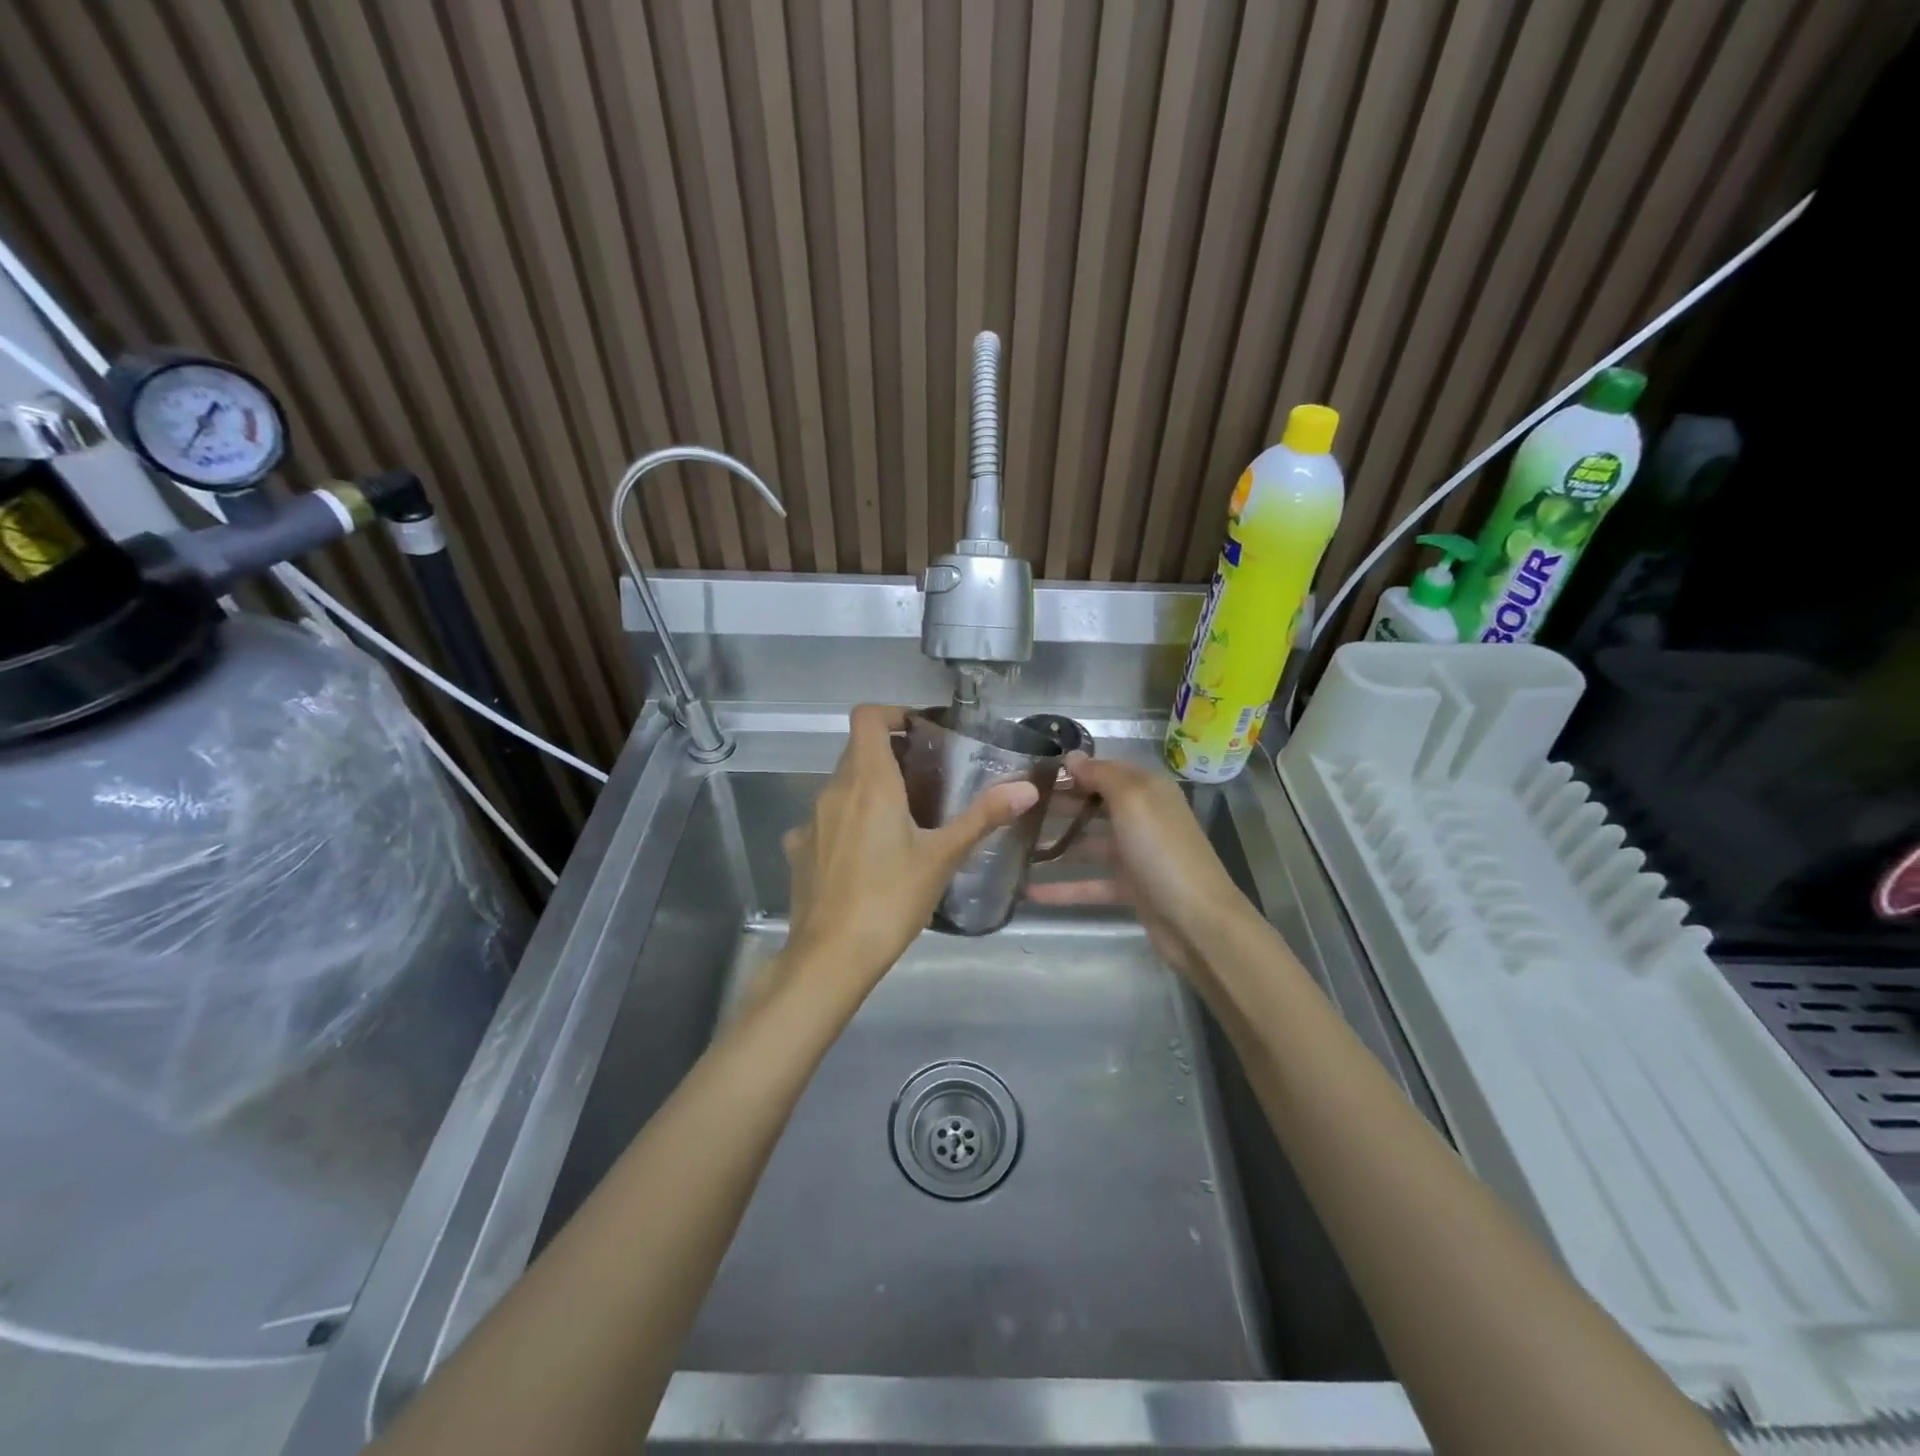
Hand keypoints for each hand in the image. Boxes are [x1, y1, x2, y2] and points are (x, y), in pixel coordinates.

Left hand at [781, 705, 1039, 987]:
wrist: (830, 957)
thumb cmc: (890, 899)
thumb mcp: (942, 857)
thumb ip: (983, 817)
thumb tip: (1027, 788)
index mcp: (868, 782)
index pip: (867, 717)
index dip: (893, 713)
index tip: (921, 733)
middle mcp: (833, 790)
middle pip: (857, 751)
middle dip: (891, 755)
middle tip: (928, 780)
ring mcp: (810, 821)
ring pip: (841, 786)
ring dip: (869, 789)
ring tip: (903, 820)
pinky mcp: (798, 850)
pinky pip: (825, 821)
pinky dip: (847, 823)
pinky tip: (866, 856)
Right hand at [1026, 753, 1253, 978]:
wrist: (1198, 921)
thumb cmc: (1161, 851)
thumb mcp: (1132, 800)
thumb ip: (1101, 775)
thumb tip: (1072, 756)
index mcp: (1147, 790)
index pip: (1103, 769)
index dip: (1070, 769)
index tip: (1029, 773)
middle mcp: (1143, 817)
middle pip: (1093, 804)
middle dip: (1058, 803)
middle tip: (1015, 807)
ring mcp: (1136, 854)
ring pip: (1089, 843)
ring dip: (1056, 844)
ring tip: (1015, 845)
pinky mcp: (1130, 888)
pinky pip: (1090, 883)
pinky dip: (1062, 888)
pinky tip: (1028, 892)